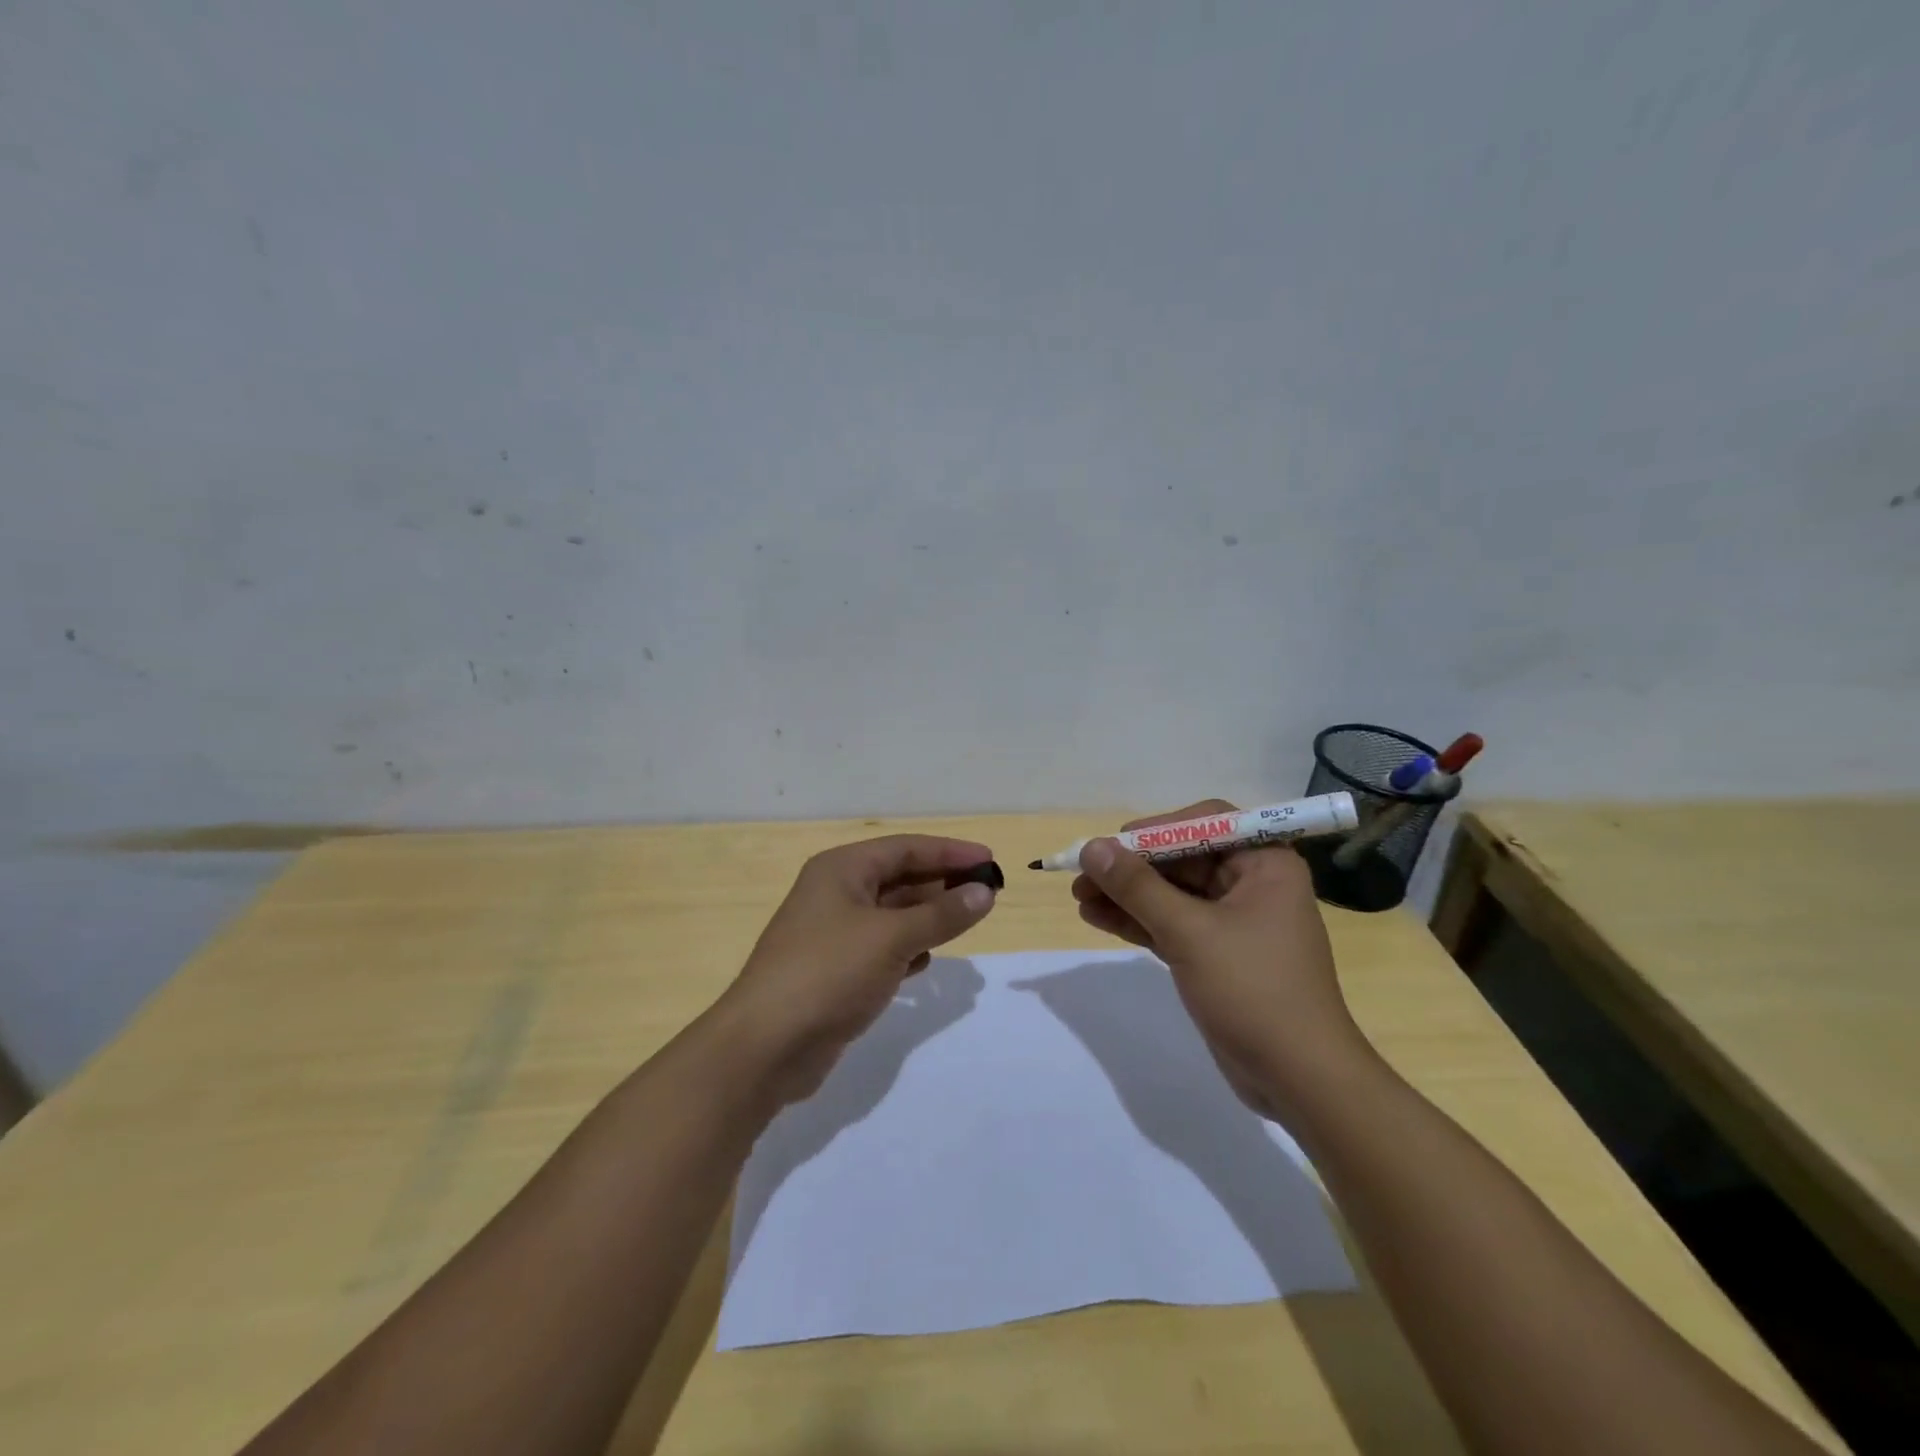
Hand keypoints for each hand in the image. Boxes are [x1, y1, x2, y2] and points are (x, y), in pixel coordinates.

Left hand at [718, 835, 997, 1107]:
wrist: (765, 1047)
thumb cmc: (829, 973)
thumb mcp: (892, 938)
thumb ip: (942, 914)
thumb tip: (985, 893)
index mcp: (842, 869)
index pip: (906, 848)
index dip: (950, 852)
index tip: (990, 861)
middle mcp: (835, 893)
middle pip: (899, 877)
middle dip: (942, 884)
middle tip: (986, 894)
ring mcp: (833, 933)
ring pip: (892, 914)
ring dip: (928, 917)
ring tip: (967, 922)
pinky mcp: (835, 970)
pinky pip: (882, 947)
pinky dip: (907, 948)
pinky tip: (927, 960)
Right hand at [1071, 800, 1369, 1120]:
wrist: (1299, 1080)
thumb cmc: (1253, 991)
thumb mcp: (1189, 933)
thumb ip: (1138, 887)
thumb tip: (1092, 848)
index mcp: (1264, 864)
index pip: (1203, 824)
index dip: (1154, 831)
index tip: (1111, 845)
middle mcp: (1252, 883)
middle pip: (1181, 859)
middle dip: (1131, 868)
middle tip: (1082, 876)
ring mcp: (1234, 921)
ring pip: (1172, 894)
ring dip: (1127, 896)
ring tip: (1079, 898)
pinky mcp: (1217, 954)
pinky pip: (1172, 924)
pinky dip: (1138, 921)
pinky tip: (1097, 918)